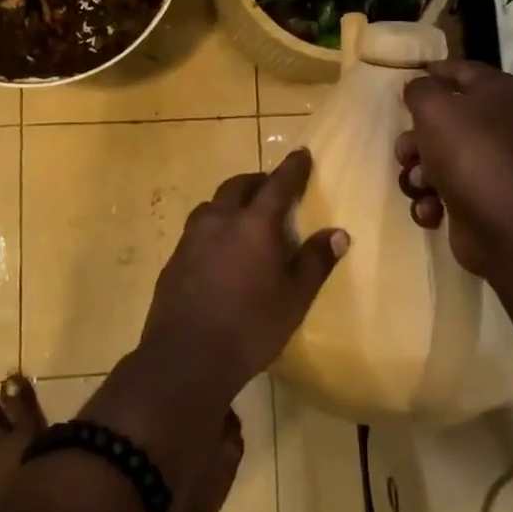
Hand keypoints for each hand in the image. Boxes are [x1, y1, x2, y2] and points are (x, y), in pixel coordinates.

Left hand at [140, 148, 348, 394]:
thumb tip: (338, 234)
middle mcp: (220, 220)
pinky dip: (215, 227)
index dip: (292, 168)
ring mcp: (191, 238)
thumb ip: (315, 262)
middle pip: (239, 185)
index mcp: (253, 224)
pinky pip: (198, 229)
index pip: (278, 184)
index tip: (301, 153)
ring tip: (245, 217)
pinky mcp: (174, 258)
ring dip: (232, 202)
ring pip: (214, 205)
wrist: (185, 357)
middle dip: (258, 181)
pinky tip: (220, 251)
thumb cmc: (250, 327)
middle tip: (272, 188)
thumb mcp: (294, 299)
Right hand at [398, 59, 512, 281]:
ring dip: (418, 173)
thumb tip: (420, 89)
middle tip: (407, 151)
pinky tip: (432, 210)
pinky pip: (445, 193)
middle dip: (415, 138)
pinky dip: (432, 201)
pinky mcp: (484, 201)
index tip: (404, 82)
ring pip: (438, 160)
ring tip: (420, 185)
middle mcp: (501, 125)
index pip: (461, 70)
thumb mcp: (435, 108)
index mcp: (498, 93)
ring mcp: (494, 166)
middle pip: (443, 121)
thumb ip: (420, 90)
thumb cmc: (472, 153)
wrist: (511, 226)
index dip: (432, 72)